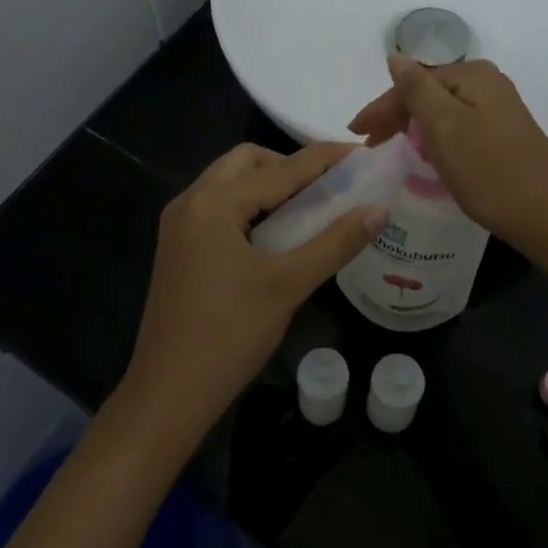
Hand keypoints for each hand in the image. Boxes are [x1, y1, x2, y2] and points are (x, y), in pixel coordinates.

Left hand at [119, 143, 386, 442]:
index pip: (281, 168)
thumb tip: (379, 210)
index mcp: (213, 204)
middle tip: (329, 186)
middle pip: (247, 162)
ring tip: (310, 207)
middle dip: (290, 166)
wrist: (168, 394)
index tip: (362, 153)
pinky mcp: (178, 246)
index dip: (325, 159)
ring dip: (269, 184)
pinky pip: (219, 207)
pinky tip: (277, 232)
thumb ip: (336, 242)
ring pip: (230, 183)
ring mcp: (179, 224)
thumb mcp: (288, 285)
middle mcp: (191, 201)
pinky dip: (250, 205)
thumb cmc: (229, 336)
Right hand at [349, 56, 547, 253]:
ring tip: (389, 147)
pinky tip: (426, 152)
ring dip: (413, 126)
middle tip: (369, 143)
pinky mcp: (505, 132)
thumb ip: (416, 89)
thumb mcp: (445, 128)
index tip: (356, 134)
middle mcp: (488, 83)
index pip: (413, 83)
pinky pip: (458, 125)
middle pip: (428, 93)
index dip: (381, 107)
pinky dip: (436, 137)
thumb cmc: (490, 172)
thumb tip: (396, 56)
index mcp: (473, 75)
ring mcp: (500, 108)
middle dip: (396, 115)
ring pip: (442, 110)